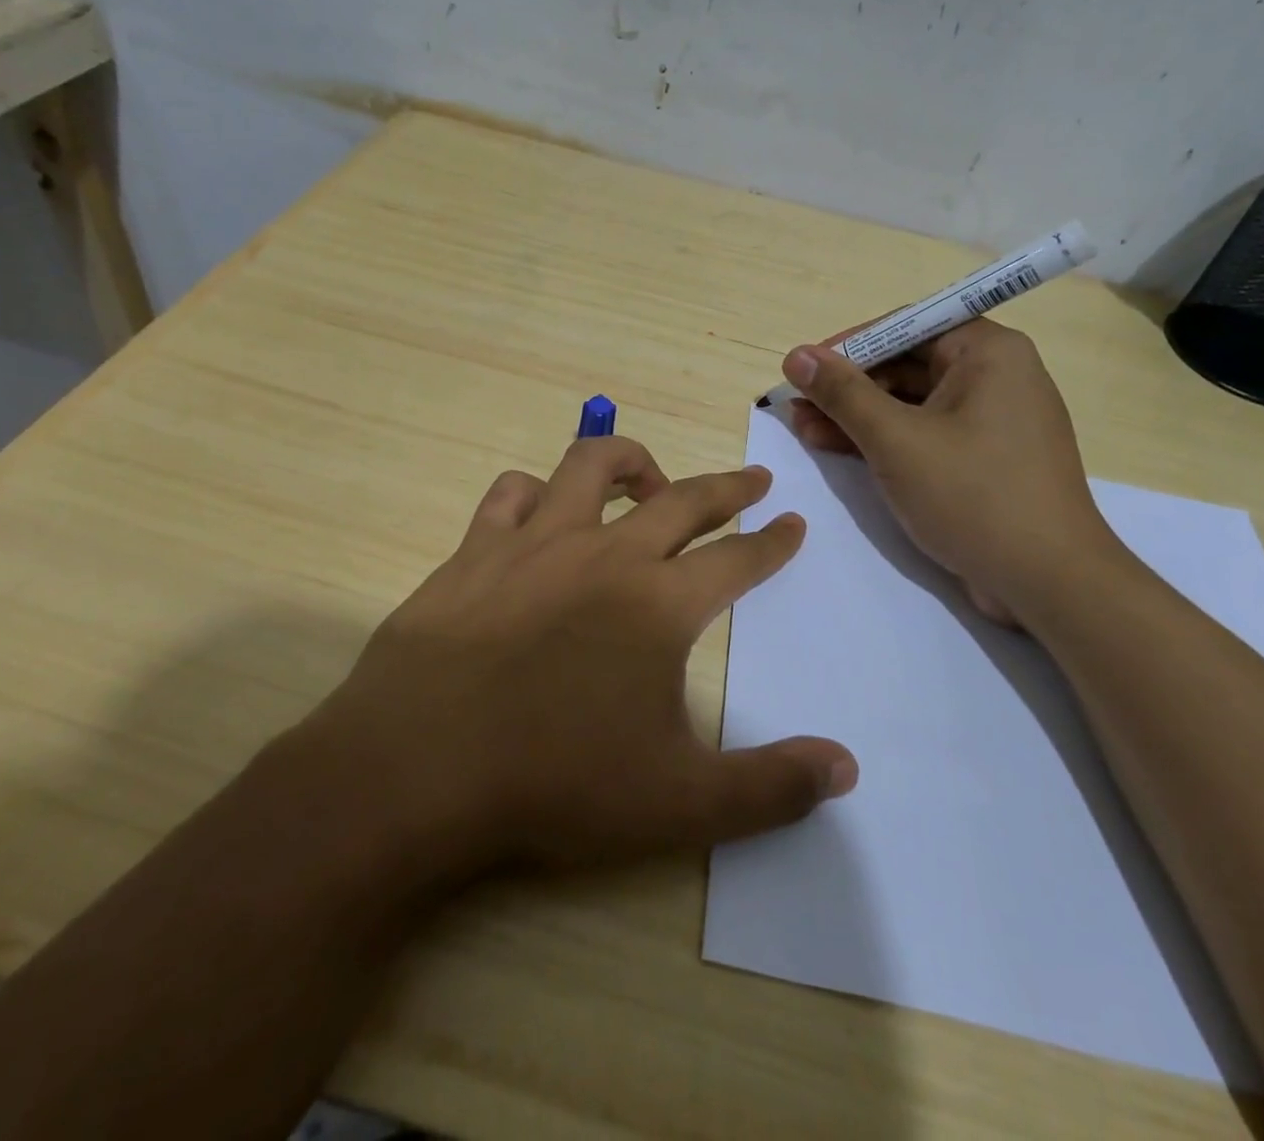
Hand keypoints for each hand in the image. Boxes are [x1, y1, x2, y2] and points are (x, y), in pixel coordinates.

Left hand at [311, 435, 856, 876]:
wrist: (416, 772)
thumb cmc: (554, 785)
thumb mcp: (680, 803)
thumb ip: (771, 786)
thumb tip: (847, 767)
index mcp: (659, 604)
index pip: (737, 558)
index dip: (772, 541)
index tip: (793, 522)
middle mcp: (604, 554)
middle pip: (682, 498)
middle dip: (727, 486)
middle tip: (753, 479)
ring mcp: (534, 543)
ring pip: (590, 466)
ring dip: (629, 461)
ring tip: (648, 479)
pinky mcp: (474, 551)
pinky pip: (511, 494)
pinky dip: (535, 493)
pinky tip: (540, 513)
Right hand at [785, 320, 1120, 626]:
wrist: (1049, 583)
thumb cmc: (973, 496)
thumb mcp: (896, 440)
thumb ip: (842, 394)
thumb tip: (796, 355)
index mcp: (988, 352)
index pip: (906, 326)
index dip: (849, 345)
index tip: (805, 369)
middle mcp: (995, 375)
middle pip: (906, 364)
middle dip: (847, 386)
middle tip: (797, 406)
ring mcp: (992, 420)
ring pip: (911, 402)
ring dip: (857, 415)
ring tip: (804, 430)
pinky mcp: (984, 458)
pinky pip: (925, 433)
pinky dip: (884, 440)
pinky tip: (838, 449)